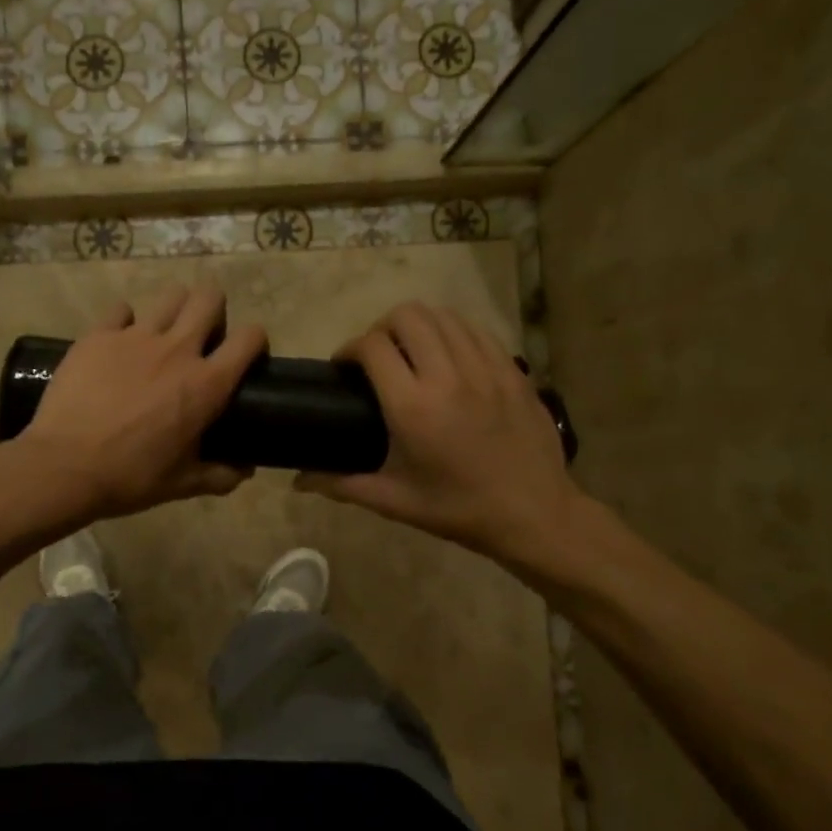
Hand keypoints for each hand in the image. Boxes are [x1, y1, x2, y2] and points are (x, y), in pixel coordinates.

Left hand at [18, 285, 266, 521]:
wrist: (64, 466)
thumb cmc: (130, 477)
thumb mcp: (183, 484)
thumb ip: (220, 475)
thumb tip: (245, 470)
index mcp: (207, 384)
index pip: (250, 338)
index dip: (255, 341)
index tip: (246, 355)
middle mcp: (178, 350)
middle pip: (210, 298)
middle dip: (214, 308)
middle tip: (203, 334)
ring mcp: (136, 337)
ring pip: (170, 296)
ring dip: (175, 309)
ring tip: (163, 332)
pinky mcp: (99, 335)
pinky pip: (121, 310)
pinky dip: (125, 322)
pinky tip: (118, 342)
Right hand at [296, 303, 588, 571]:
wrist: (534, 514)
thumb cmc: (458, 509)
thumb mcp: (394, 500)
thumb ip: (341, 484)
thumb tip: (298, 481)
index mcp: (413, 407)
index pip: (371, 347)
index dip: (349, 349)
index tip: (344, 368)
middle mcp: (448, 376)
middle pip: (407, 316)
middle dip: (381, 328)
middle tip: (378, 358)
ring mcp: (485, 368)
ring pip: (443, 315)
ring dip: (419, 326)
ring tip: (412, 352)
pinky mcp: (511, 369)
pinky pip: (475, 330)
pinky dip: (453, 333)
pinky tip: (449, 358)